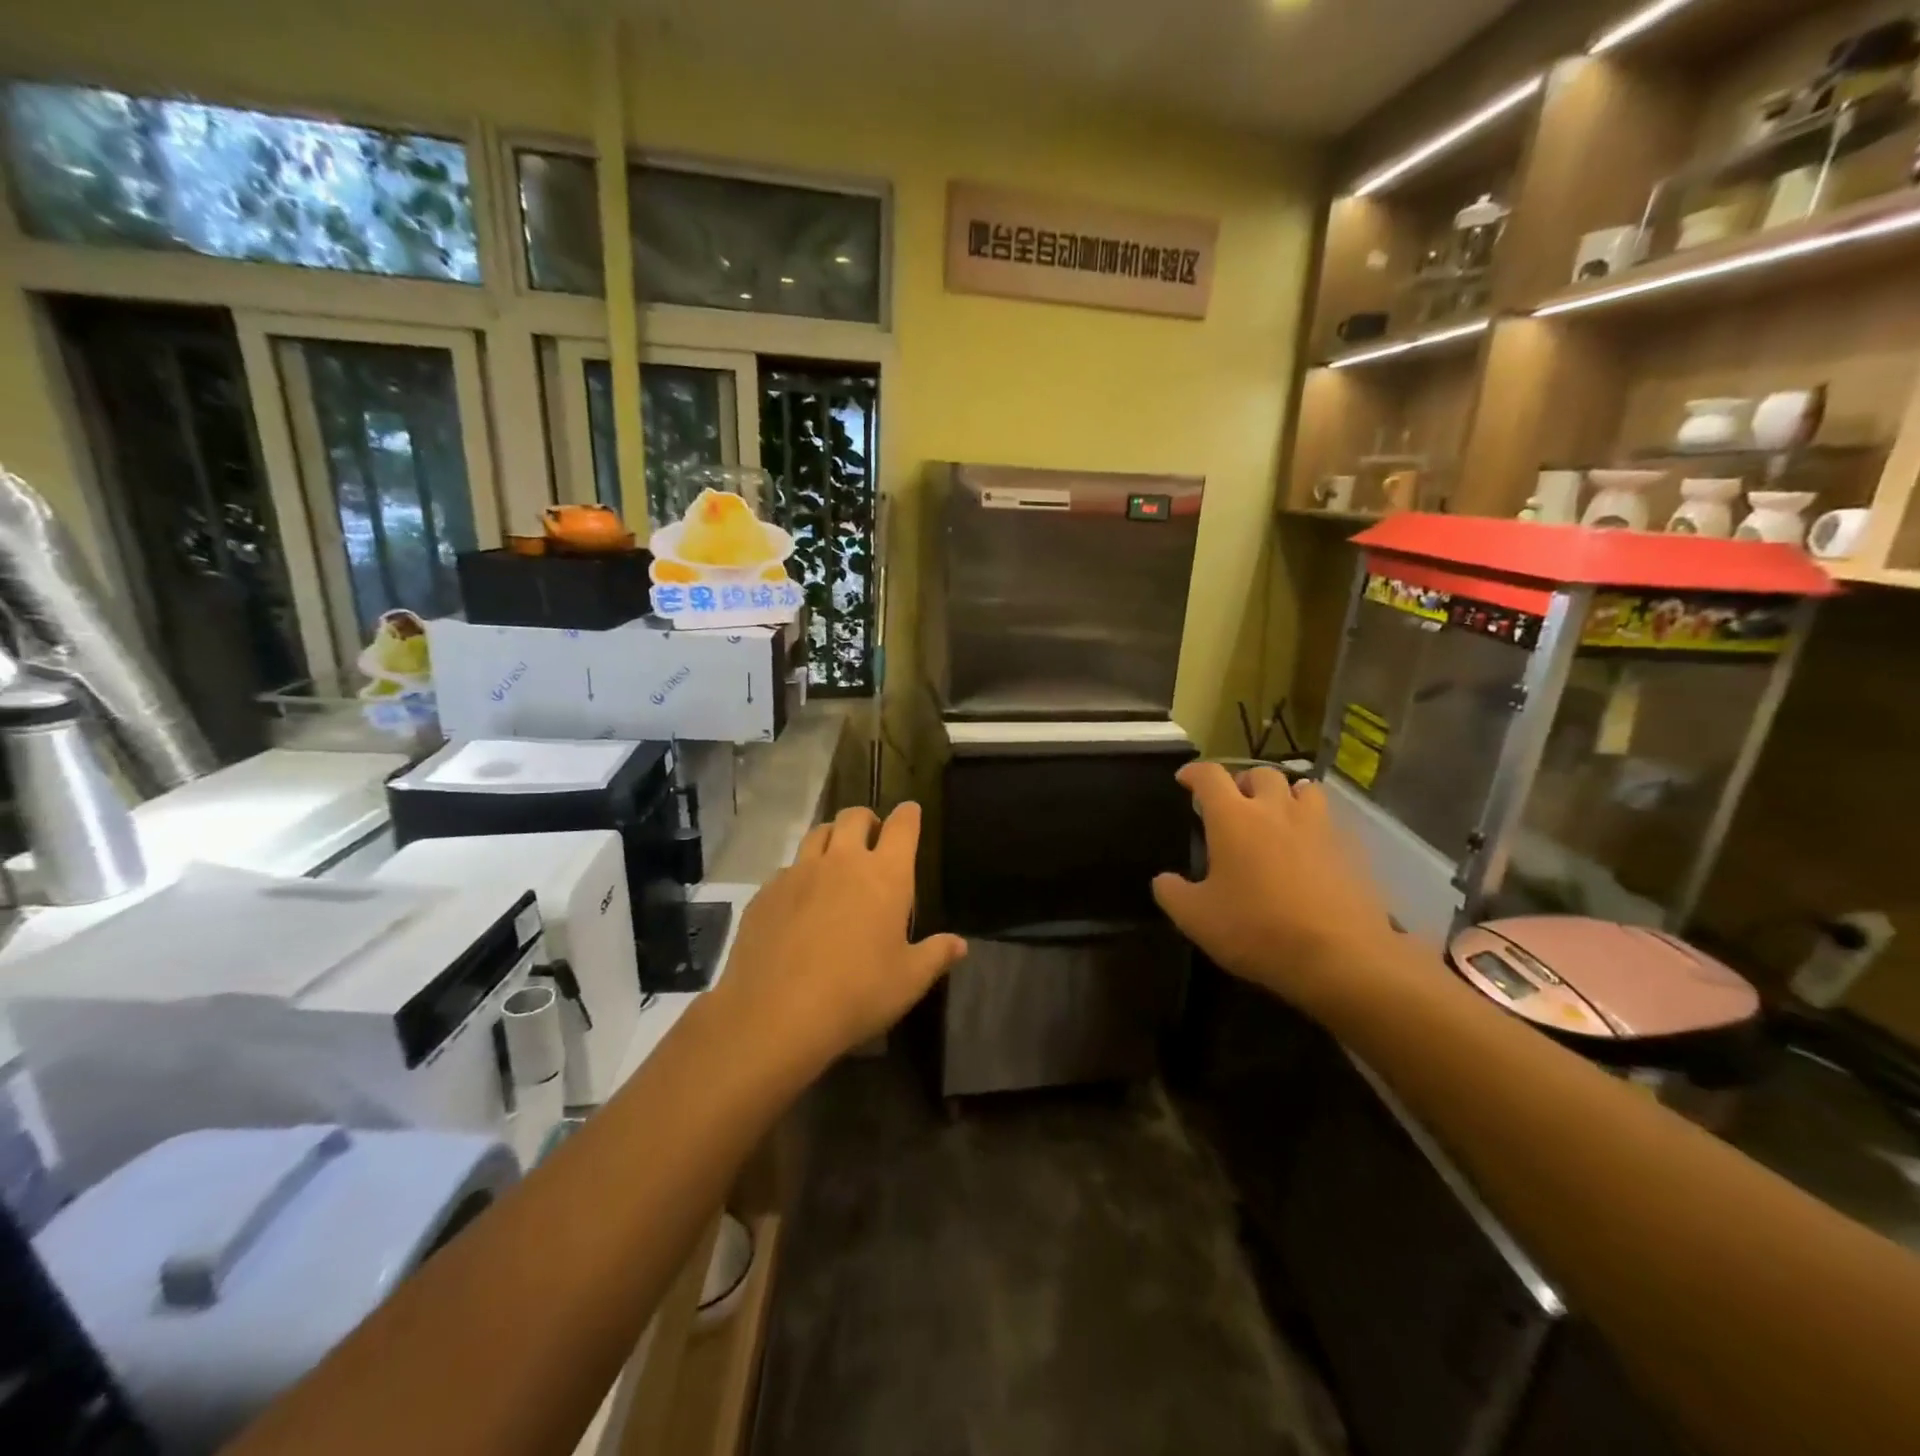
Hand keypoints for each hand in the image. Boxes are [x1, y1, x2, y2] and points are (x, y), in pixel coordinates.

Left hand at [715, 803, 966, 1071]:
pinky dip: (799, 874)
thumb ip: (936, 955)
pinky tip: (800, 901)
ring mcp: (799, 873)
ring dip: (831, 837)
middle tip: (873, 838)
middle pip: (854, 817)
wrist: (776, 1014)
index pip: (902, 826)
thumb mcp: (909, 981)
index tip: (911, 812)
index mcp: (885, 876)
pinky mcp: (766, 892)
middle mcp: (842, 862)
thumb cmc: (857, 994)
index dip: (909, 815)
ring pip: (817, 833)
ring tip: (836, 858)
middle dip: (867, 820)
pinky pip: (787, 869)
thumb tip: (960, 944)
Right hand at [1153, 763, 1401, 1012]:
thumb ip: (1172, 893)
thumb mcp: (1196, 919)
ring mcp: (1319, 826)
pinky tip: (1309, 850)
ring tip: (1277, 817)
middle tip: (1234, 805)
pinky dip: (1314, 825)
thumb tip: (1164, 880)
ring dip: (1285, 795)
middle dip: (1243, 783)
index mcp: (1233, 818)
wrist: (1341, 957)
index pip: (1210, 776)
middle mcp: (1276, 809)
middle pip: (1260, 774)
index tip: (1185, 779)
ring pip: (1303, 788)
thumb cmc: (1258, 930)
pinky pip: (1330, 821)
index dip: (1194, 772)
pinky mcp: (1351, 848)